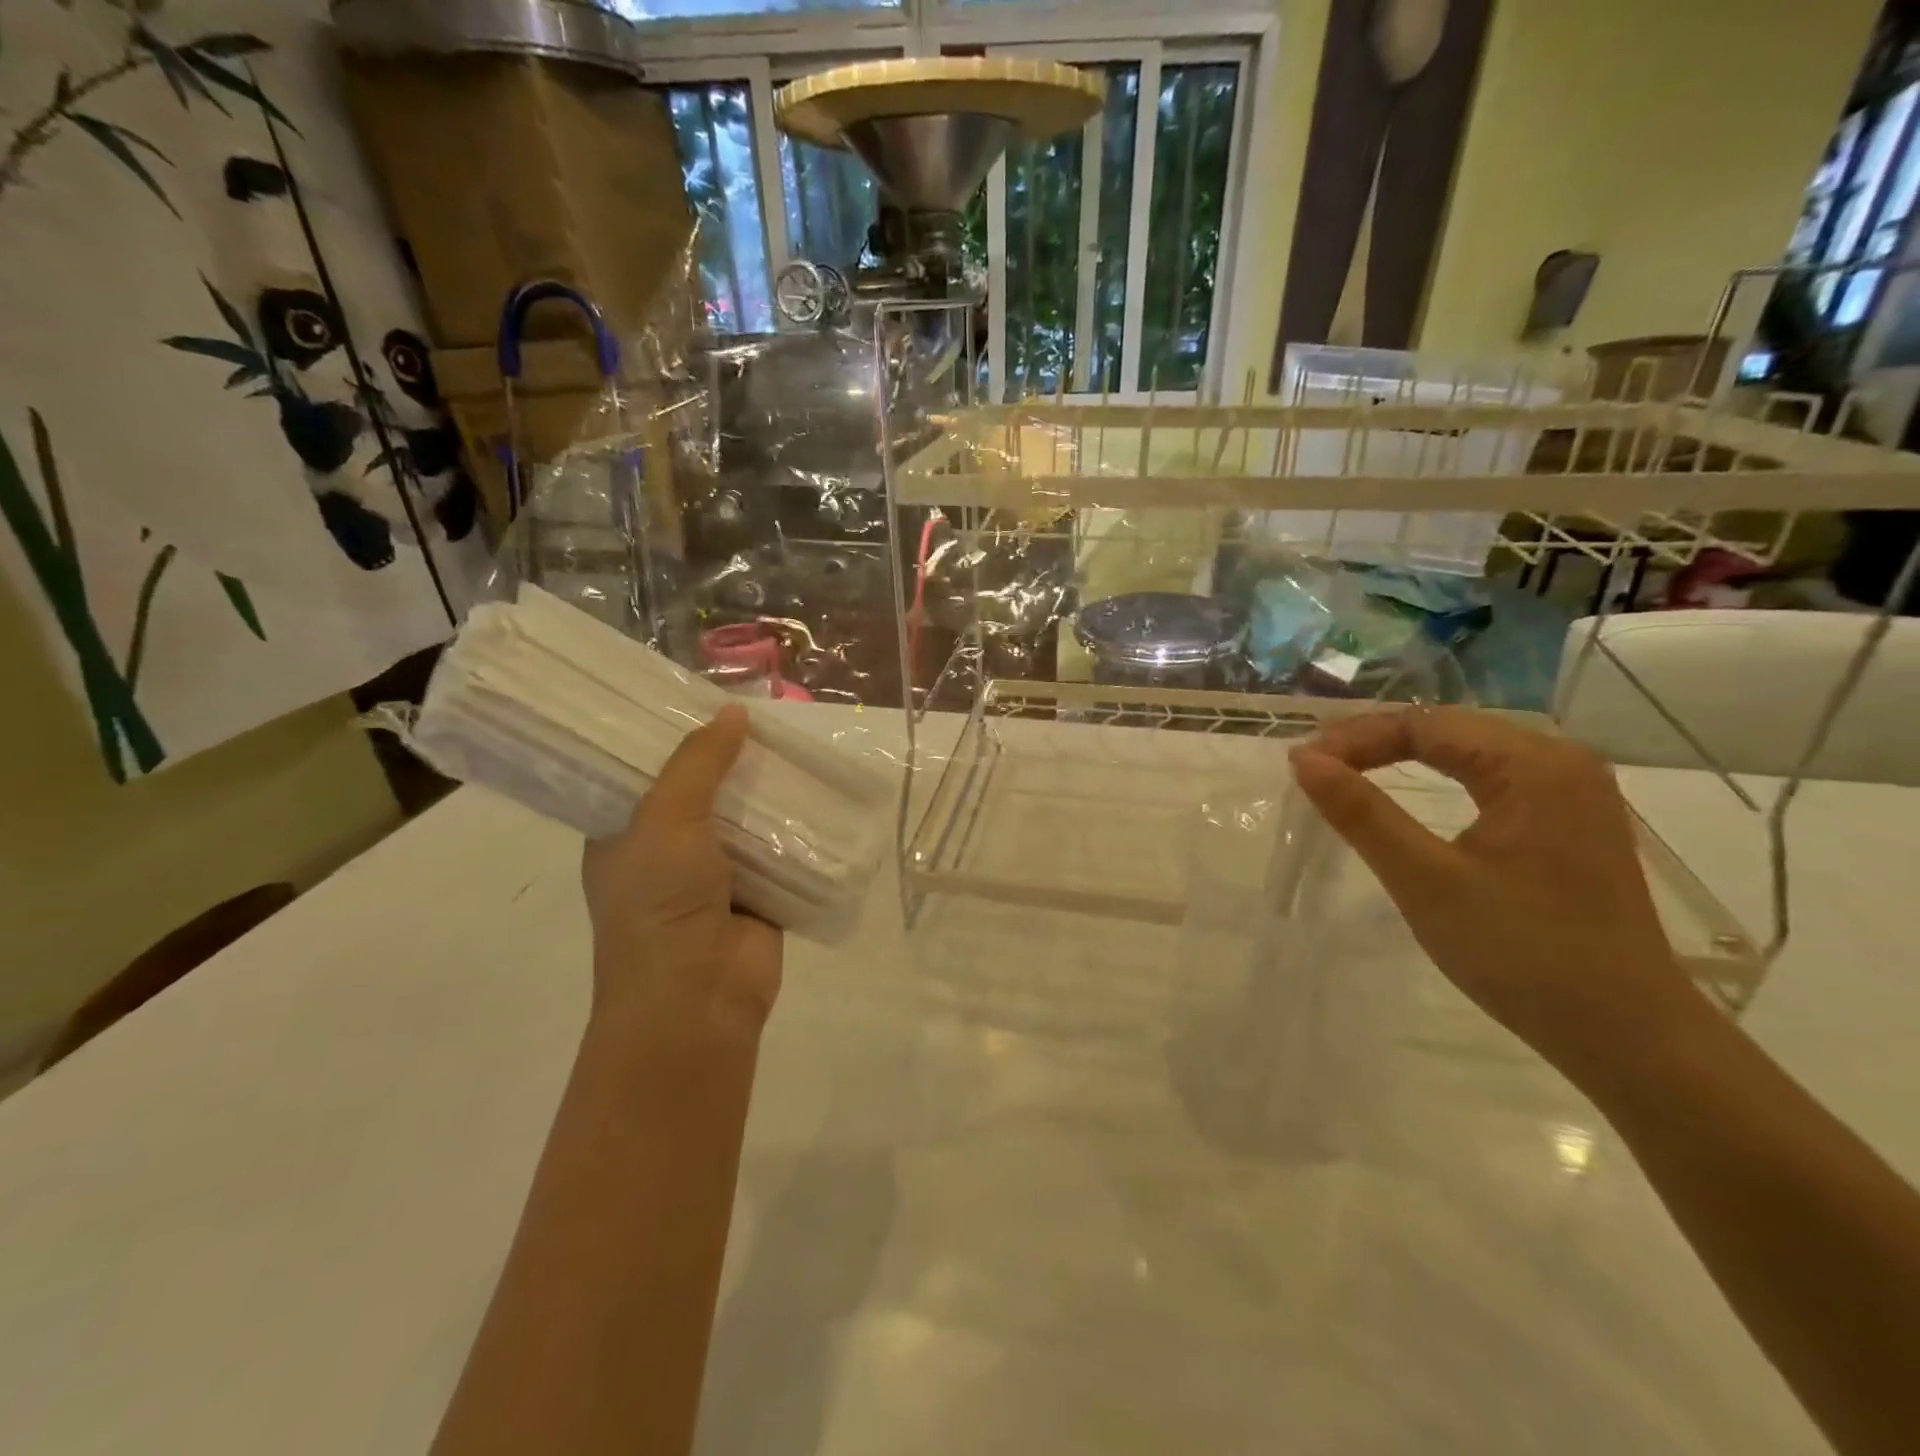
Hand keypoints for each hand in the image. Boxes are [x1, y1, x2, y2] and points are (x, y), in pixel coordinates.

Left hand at [582, 705, 782, 1037]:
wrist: (697, 1000)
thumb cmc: (660, 904)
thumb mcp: (666, 819)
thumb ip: (699, 763)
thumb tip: (734, 711)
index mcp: (624, 835)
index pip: (647, 772)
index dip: (676, 737)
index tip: (705, 699)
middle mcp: (667, 852)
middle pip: (704, 792)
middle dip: (733, 760)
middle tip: (767, 715)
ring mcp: (715, 877)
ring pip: (747, 819)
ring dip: (770, 792)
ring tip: (800, 744)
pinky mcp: (760, 895)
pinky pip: (782, 850)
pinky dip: (799, 828)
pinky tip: (822, 791)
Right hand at [1289, 707, 1707, 1088]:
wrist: (1629, 1036)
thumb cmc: (1523, 954)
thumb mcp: (1426, 881)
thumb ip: (1362, 814)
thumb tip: (1303, 760)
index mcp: (1534, 765)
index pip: (1424, 723)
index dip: (1355, 738)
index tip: (1301, 766)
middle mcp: (1560, 761)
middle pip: (1447, 728)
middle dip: (1375, 742)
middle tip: (1315, 769)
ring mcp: (1571, 790)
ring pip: (1467, 750)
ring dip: (1402, 756)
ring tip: (1346, 774)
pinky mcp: (1568, 820)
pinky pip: (1488, 776)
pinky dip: (1437, 778)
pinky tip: (1406, 794)